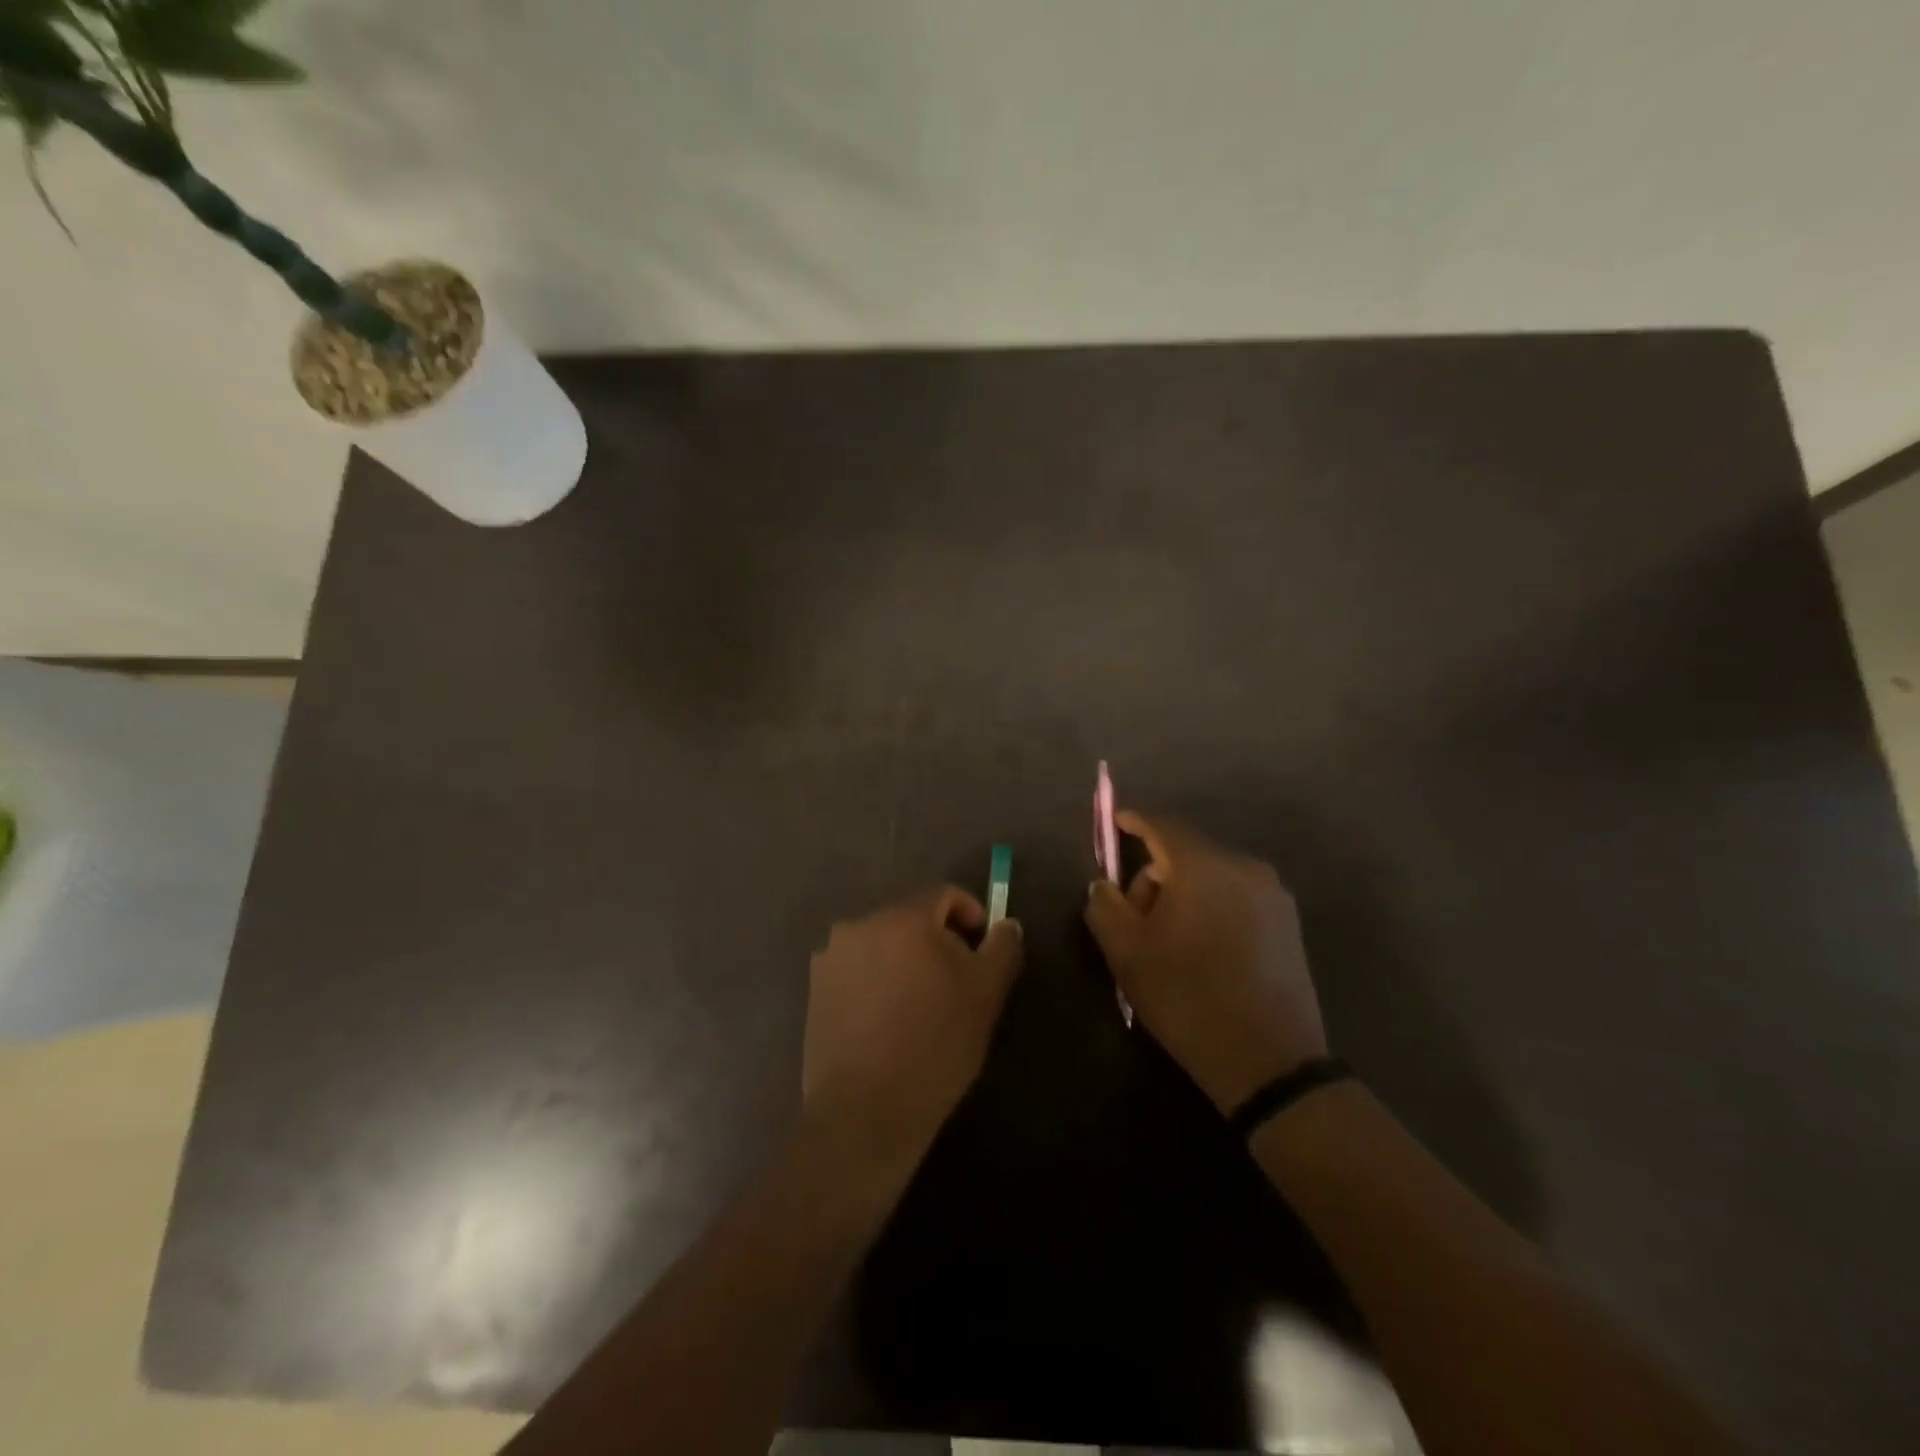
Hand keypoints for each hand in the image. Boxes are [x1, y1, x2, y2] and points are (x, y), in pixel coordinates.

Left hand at [803, 887, 1024, 1178]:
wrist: (866, 1109)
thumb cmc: (936, 1044)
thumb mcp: (986, 994)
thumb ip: (1002, 948)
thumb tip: (1006, 924)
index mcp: (904, 917)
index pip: (944, 895)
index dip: (969, 916)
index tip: (981, 950)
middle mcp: (861, 925)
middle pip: (910, 918)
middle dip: (935, 941)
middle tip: (953, 982)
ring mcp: (831, 956)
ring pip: (881, 945)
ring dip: (903, 961)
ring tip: (918, 1005)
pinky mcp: (815, 988)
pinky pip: (856, 970)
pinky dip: (875, 981)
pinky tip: (886, 1020)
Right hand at [1084, 813, 1326, 1114]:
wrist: (1270, 1062)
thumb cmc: (1188, 999)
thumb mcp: (1128, 954)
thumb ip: (1105, 907)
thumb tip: (1103, 884)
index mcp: (1202, 867)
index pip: (1162, 827)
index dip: (1135, 822)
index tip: (1116, 823)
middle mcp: (1243, 868)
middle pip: (1186, 853)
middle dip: (1154, 876)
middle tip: (1135, 920)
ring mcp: (1272, 894)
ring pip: (1212, 875)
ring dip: (1183, 893)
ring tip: (1169, 941)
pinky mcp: (1288, 922)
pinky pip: (1236, 895)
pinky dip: (1212, 906)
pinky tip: (1202, 948)